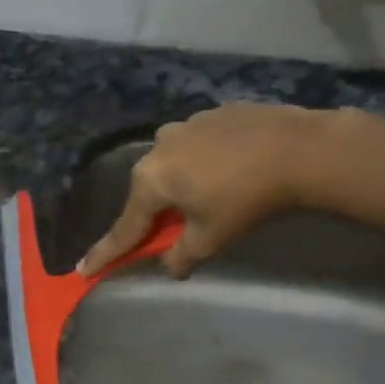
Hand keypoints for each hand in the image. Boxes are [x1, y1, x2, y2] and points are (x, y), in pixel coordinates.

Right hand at [79, 103, 359, 278]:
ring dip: (181, 183)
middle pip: (148, 192)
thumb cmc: (246, 200)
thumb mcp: (210, 239)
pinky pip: (197, 145)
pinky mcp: (214, 113)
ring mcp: (186, 124)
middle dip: (154, 213)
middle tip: (167, 231)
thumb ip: (181, 256)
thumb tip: (169, 266)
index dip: (106, 254)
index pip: (125, 228)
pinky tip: (230, 169)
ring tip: (210, 196)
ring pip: (173, 164)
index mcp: (151, 181)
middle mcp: (158, 148)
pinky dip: (204, 161)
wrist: (301, 150)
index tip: (83, 270)